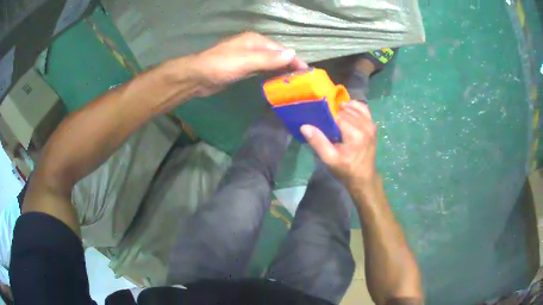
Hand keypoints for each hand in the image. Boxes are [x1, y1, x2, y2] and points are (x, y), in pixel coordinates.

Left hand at [192, 32, 307, 95]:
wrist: (198, 77)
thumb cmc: (222, 66)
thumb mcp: (247, 61)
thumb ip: (269, 59)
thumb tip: (293, 54)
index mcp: (256, 41)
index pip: (281, 50)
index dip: (295, 60)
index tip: (307, 72)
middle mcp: (253, 47)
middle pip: (276, 56)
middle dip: (289, 66)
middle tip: (302, 81)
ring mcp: (247, 57)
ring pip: (269, 63)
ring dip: (280, 71)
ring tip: (293, 83)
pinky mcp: (242, 68)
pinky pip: (261, 70)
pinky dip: (269, 75)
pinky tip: (276, 82)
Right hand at [300, 101, 377, 186]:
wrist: (364, 178)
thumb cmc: (346, 170)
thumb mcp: (329, 159)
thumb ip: (318, 142)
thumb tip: (304, 126)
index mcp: (354, 134)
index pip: (337, 115)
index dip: (326, 114)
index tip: (318, 118)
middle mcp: (364, 126)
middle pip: (345, 110)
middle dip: (334, 112)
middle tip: (324, 120)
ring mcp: (370, 125)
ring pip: (354, 108)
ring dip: (343, 109)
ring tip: (333, 116)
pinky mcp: (372, 126)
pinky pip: (364, 109)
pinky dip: (355, 106)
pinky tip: (346, 110)